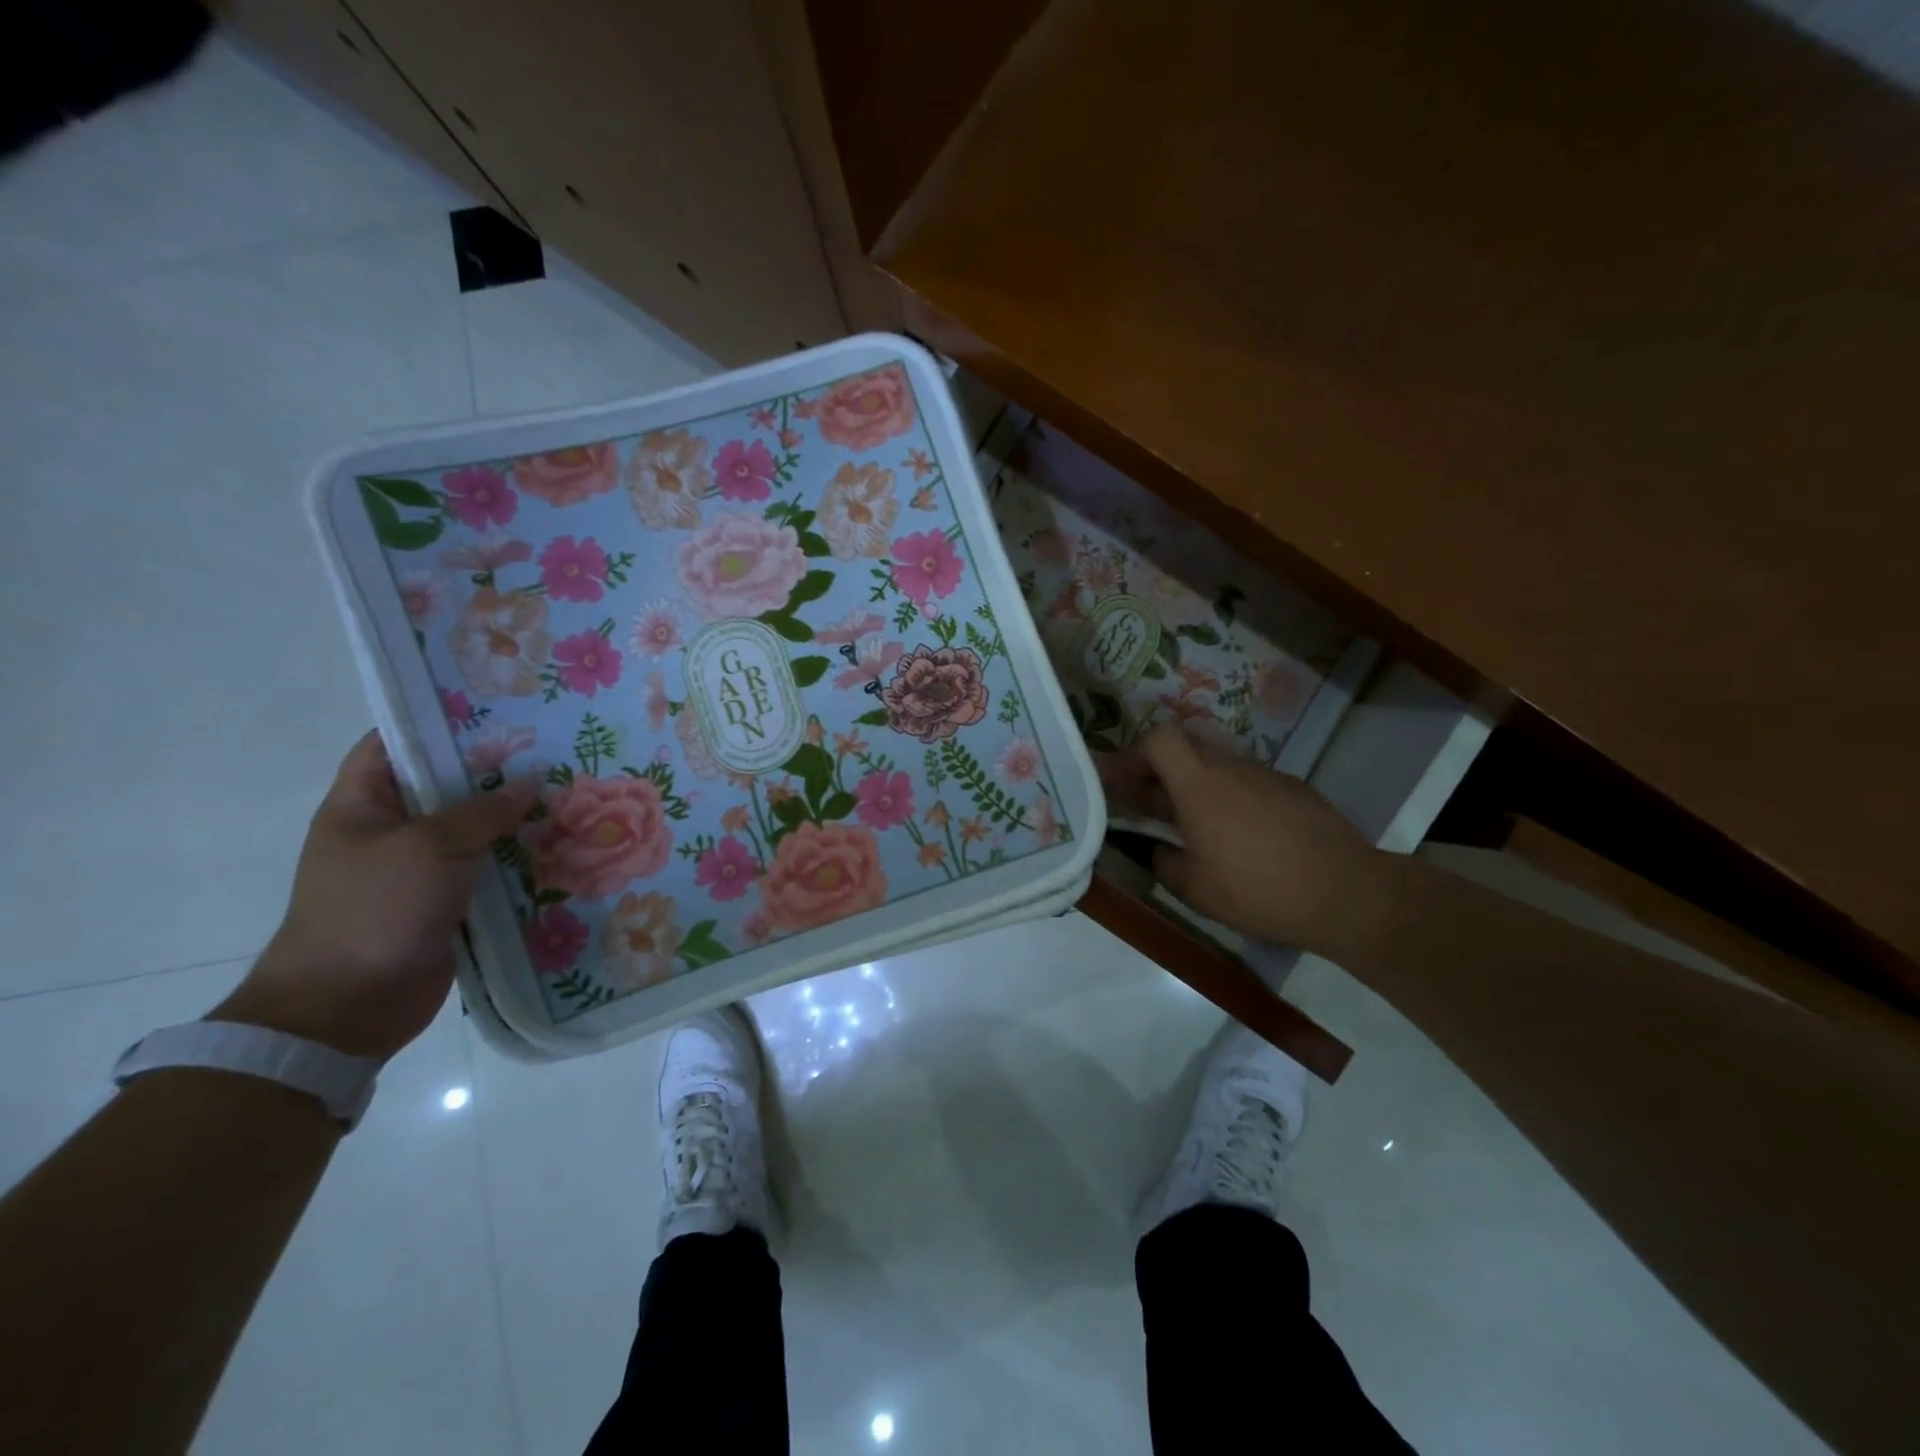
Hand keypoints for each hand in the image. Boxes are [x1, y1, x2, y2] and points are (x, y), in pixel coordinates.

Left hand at [212, 733, 536, 1060]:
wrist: (349, 1006)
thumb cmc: (373, 910)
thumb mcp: (428, 847)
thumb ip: (482, 811)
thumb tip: (530, 783)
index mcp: (363, 805)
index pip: (394, 745)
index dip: (437, 723)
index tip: (495, 709)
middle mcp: (391, 831)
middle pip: (446, 786)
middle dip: (496, 770)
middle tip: (553, 749)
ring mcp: (419, 870)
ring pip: (474, 830)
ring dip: (515, 817)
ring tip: (570, 792)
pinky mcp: (447, 902)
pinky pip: (487, 869)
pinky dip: (519, 858)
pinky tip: (562, 844)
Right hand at [1126, 725, 1395, 955]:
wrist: (1345, 893)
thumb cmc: (1257, 889)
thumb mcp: (1195, 889)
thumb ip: (1164, 862)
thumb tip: (1158, 850)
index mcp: (1199, 785)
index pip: (1158, 739)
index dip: (1135, 754)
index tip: (1126, 783)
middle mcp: (1231, 768)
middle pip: (1186, 751)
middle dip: (1163, 774)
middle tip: (1155, 809)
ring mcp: (1267, 775)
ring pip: (1220, 768)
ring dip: (1201, 789)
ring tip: (1204, 830)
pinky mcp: (1296, 789)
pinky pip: (1252, 784)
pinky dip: (1236, 800)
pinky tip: (1248, 838)